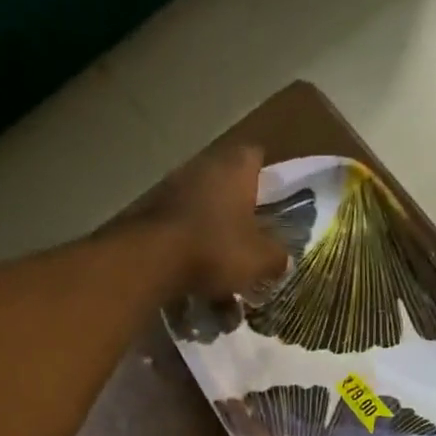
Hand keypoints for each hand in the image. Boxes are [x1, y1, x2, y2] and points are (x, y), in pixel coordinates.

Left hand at [134, 144, 289, 299]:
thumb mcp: (260, 260)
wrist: (153, 260)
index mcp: (235, 169)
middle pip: (229, 185)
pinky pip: (183, 229)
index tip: (273, 203)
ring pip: (205, 210)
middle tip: (252, 241)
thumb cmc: (216, 249)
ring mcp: (174, 187)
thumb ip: (277, 257)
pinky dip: (192, 249)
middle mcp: (204, 167)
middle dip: (240, 212)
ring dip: (215, 234)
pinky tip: (199, 278)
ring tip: (225, 269)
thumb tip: (283, 259)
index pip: (256, 157)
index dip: (267, 178)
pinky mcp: (153, 212)